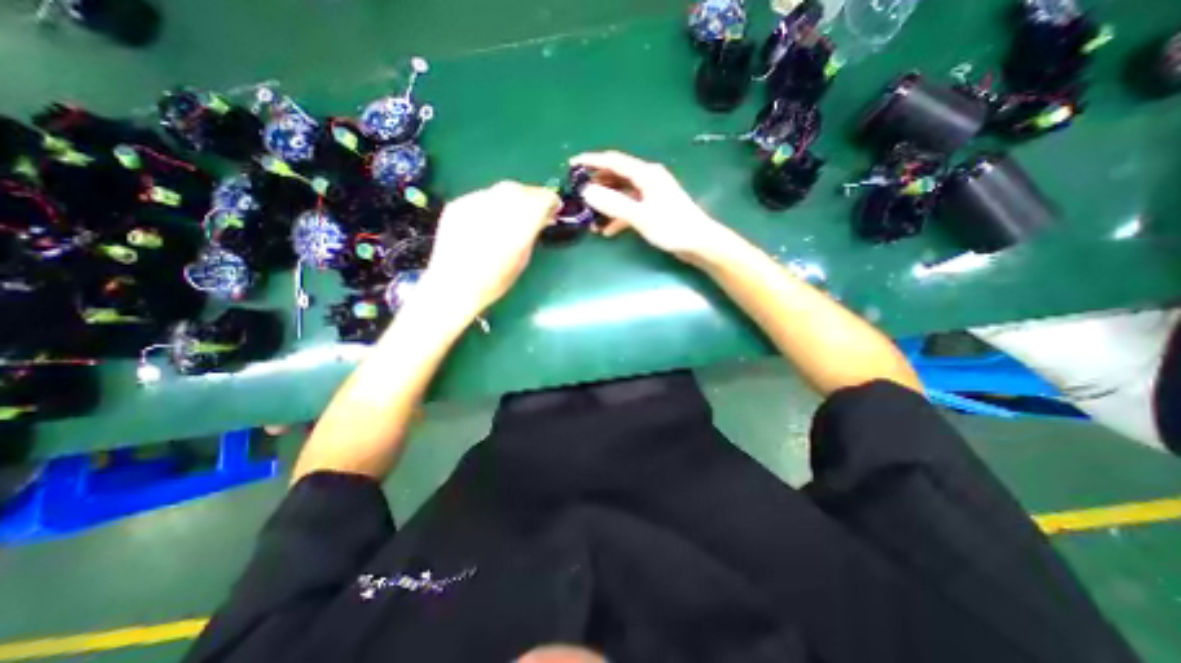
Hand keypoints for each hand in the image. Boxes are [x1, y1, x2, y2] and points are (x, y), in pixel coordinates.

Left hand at [420, 179, 559, 316]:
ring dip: (513, 198)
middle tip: (536, 209)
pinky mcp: (458, 205)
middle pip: (522, 190)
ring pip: (502, 190)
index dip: (551, 201)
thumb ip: (533, 232)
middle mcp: (498, 208)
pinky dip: (493, 204)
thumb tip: (542, 217)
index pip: (542, 199)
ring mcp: (475, 203)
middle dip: (533, 196)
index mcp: (519, 225)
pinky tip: (491, 220)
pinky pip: (483, 197)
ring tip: (514, 214)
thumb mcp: (523, 259)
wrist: (453, 286)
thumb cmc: (494, 281)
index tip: (554, 208)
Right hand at [569, 150, 730, 260]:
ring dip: (606, 204)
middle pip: (616, 176)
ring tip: (590, 217)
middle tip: (578, 195)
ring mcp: (651, 194)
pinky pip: (630, 207)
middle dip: (596, 184)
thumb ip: (613, 203)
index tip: (571, 165)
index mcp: (645, 174)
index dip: (591, 161)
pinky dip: (617, 217)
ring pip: (622, 194)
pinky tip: (608, 231)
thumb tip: (586, 191)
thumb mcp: (640, 216)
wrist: (699, 243)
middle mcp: (648, 179)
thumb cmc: (672, 227)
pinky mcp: (653, 208)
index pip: (612, 161)